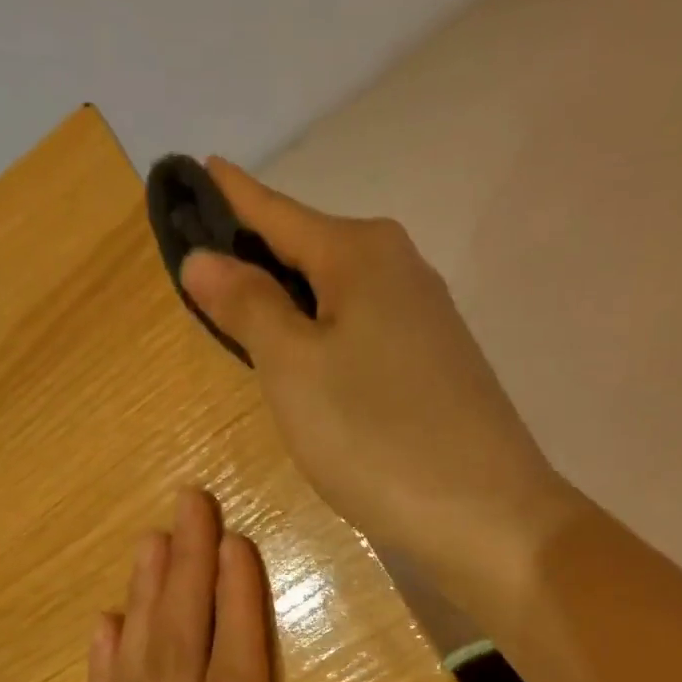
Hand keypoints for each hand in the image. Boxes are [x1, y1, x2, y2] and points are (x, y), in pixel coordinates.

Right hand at [179, 159, 569, 595]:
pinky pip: (362, 333)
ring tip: (244, 313)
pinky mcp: (436, 367)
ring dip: (292, 300)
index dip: (232, 195)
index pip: (278, 211)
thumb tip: (203, 257)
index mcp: (362, 255)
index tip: (196, 167)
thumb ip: (248, 307)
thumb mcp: (293, 369)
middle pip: (311, 250)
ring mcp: (426, 321)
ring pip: (338, 296)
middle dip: (258, 254)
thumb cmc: (374, 436)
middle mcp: (400, 271)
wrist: (484, 514)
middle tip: (204, 264)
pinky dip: (325, 337)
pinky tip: (310, 364)